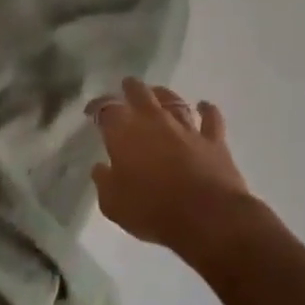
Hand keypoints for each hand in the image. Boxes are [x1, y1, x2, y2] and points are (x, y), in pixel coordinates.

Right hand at [87, 79, 253, 260]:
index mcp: (124, 133)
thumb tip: (100, 168)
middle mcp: (154, 121)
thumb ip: (104, 182)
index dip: (97, 107)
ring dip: (164, 94)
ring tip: (158, 92)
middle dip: (131, 88)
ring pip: (173, 100)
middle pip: (140, 93)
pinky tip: (204, 105)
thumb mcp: (113, 204)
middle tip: (126, 87)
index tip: (91, 111)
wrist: (207, 217)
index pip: (106, 109)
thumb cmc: (152, 210)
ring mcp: (186, 127)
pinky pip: (211, 118)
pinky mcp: (213, 140)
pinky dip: (207, 110)